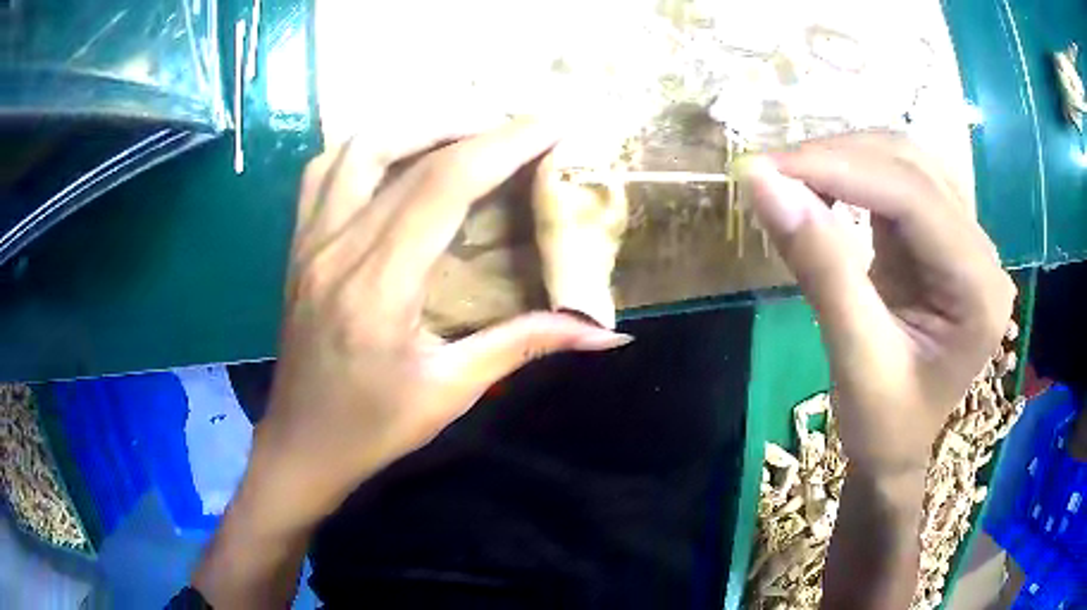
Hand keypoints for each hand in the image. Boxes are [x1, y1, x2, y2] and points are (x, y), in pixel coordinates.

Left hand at [253, 120, 632, 523]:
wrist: (302, 445)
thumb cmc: (374, 428)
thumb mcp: (453, 392)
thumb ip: (526, 345)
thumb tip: (606, 334)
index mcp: (377, 288)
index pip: (442, 186)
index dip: (502, 145)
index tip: (550, 125)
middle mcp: (336, 249)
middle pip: (401, 151)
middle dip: (469, 124)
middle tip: (517, 126)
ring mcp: (309, 242)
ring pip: (356, 148)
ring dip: (414, 126)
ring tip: (463, 131)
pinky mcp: (298, 246)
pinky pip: (325, 171)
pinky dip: (367, 147)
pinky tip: (398, 156)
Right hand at [739, 132, 1014, 475]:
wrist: (897, 451)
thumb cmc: (885, 427)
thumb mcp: (854, 360)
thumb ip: (820, 267)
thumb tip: (763, 183)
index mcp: (978, 290)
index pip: (914, 197)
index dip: (840, 169)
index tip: (766, 167)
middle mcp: (981, 252)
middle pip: (913, 166)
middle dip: (839, 157)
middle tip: (772, 173)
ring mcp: (964, 240)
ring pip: (905, 163)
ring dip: (844, 159)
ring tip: (791, 179)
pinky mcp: (940, 238)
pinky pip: (897, 183)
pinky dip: (853, 176)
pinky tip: (821, 190)